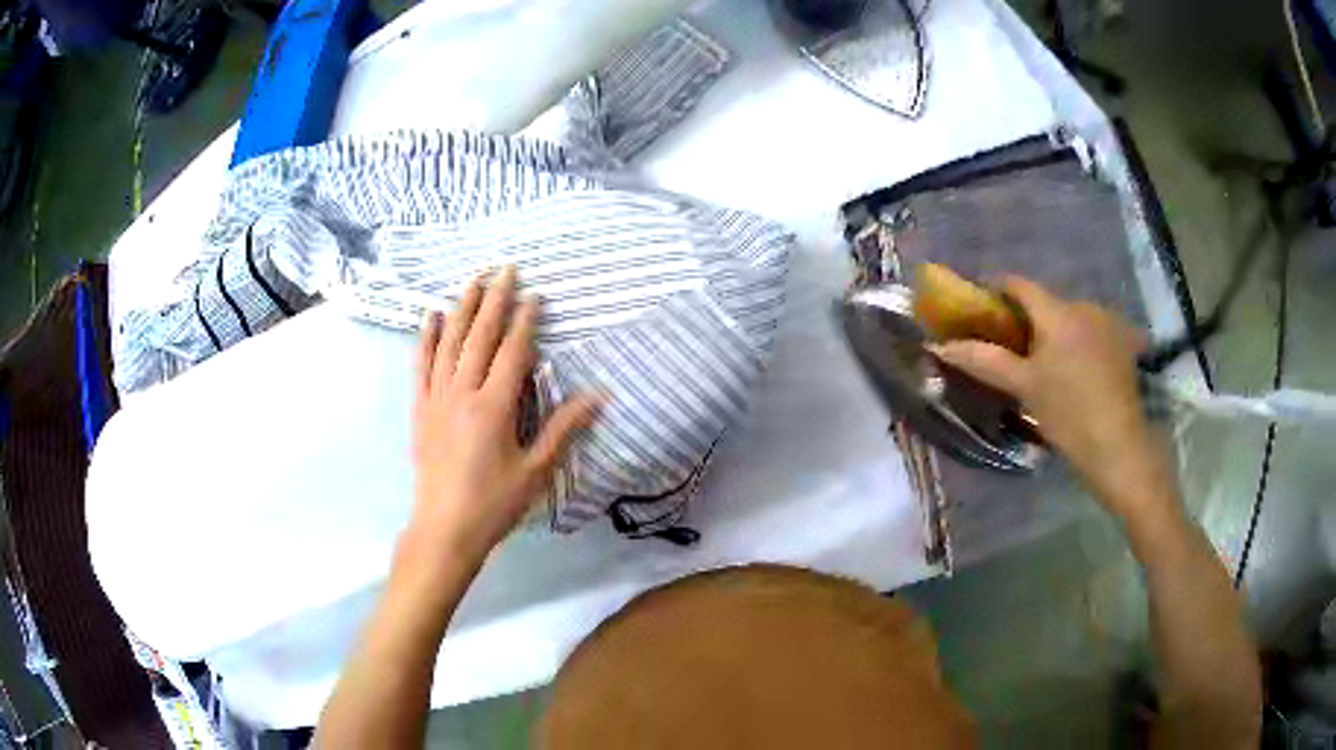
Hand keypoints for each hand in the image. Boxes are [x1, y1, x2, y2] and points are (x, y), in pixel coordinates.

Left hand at [407, 266, 600, 569]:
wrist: (444, 529)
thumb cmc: (494, 503)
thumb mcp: (536, 470)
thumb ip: (563, 429)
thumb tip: (598, 396)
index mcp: (494, 406)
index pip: (513, 352)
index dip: (526, 321)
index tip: (535, 294)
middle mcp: (463, 393)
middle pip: (480, 337)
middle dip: (495, 300)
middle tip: (505, 269)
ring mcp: (437, 398)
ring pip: (450, 343)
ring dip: (463, 309)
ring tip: (473, 281)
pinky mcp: (420, 409)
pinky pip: (421, 366)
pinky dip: (426, 339)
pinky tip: (432, 317)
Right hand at [930, 277, 1175, 521]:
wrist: (1119, 447)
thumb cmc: (1068, 415)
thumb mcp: (1024, 387)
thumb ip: (984, 360)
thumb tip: (941, 346)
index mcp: (1057, 312)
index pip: (1019, 284)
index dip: (995, 288)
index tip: (978, 304)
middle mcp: (1084, 306)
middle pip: (1046, 301)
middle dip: (1025, 316)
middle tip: (1007, 343)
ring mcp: (1107, 322)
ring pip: (1069, 316)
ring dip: (1052, 329)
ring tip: (1042, 361)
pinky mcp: (1122, 342)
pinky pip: (1090, 330)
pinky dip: (1075, 340)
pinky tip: (1074, 368)